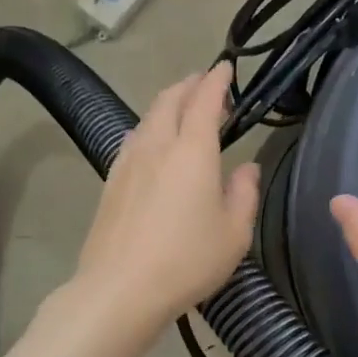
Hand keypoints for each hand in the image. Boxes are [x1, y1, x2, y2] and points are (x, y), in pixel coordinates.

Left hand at [71, 62, 260, 334]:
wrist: (120, 289)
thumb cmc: (188, 260)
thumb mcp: (234, 233)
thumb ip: (244, 193)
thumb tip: (246, 167)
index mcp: (192, 151)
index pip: (204, 100)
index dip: (217, 80)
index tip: (226, 67)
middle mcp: (157, 146)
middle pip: (170, 100)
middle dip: (189, 85)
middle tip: (205, 84)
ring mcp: (128, 162)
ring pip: (147, 117)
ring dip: (167, 104)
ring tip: (181, 109)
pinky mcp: (111, 182)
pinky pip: (133, 139)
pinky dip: (149, 128)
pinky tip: (153, 144)